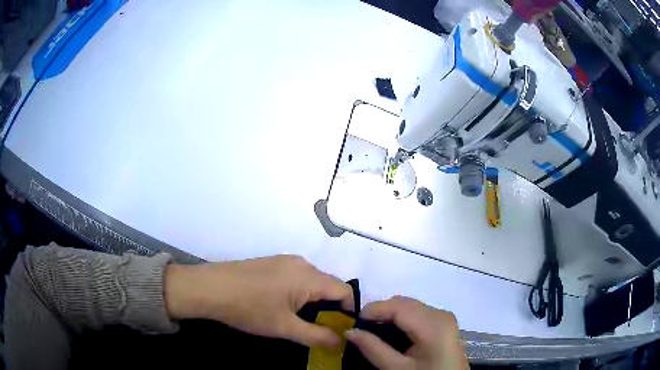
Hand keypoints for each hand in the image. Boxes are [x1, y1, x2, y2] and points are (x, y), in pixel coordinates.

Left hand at [164, 255, 353, 348]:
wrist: (209, 288)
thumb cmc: (249, 308)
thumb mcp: (285, 327)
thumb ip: (318, 336)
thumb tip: (342, 341)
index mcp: (308, 276)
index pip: (344, 290)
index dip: (348, 311)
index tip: (340, 330)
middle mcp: (301, 263)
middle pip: (328, 286)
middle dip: (329, 309)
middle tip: (319, 330)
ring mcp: (284, 261)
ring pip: (311, 282)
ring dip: (313, 302)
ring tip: (299, 321)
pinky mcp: (271, 263)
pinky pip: (296, 278)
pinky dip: (298, 294)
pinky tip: (281, 306)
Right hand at [345, 296, 468, 369]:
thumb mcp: (397, 369)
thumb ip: (373, 349)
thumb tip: (350, 331)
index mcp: (433, 324)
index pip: (398, 306)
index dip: (373, 309)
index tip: (353, 322)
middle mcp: (441, 314)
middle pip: (405, 303)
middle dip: (381, 312)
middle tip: (362, 329)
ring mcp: (444, 317)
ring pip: (410, 306)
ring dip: (390, 315)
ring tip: (373, 331)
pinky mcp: (444, 323)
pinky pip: (418, 313)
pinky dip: (402, 318)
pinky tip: (392, 332)